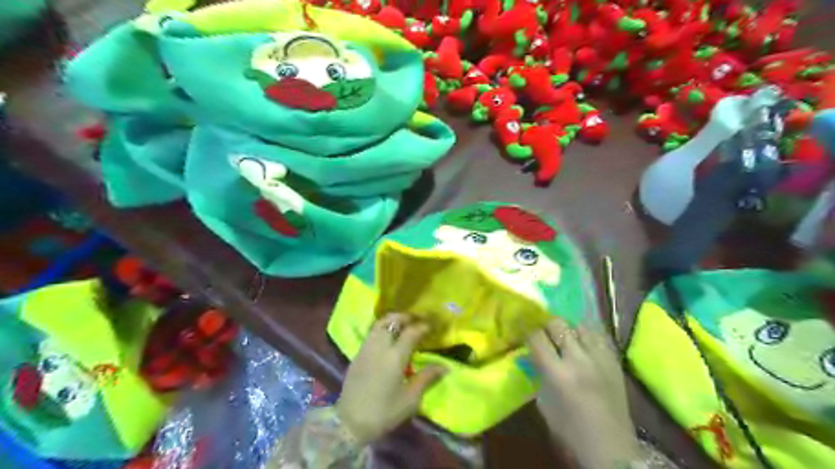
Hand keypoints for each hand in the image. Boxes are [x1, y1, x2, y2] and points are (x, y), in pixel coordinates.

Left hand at [334, 314, 447, 445]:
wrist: (350, 422)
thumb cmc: (384, 412)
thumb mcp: (410, 399)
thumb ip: (427, 378)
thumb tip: (445, 366)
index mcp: (395, 356)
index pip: (411, 332)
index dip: (422, 326)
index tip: (431, 325)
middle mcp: (379, 346)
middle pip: (392, 320)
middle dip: (406, 316)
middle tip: (417, 319)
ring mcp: (366, 348)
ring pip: (379, 323)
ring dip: (393, 320)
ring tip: (404, 324)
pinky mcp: (357, 354)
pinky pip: (371, 332)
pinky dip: (382, 328)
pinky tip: (389, 336)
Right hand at [527, 319, 640, 468]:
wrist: (612, 451)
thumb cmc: (570, 432)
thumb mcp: (544, 404)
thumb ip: (539, 374)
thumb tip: (532, 355)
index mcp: (558, 374)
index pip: (537, 337)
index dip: (526, 328)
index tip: (520, 325)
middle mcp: (579, 360)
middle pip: (558, 324)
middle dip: (546, 324)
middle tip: (541, 329)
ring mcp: (600, 358)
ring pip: (580, 325)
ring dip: (568, 328)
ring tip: (563, 334)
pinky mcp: (615, 361)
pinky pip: (598, 336)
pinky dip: (586, 334)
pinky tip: (582, 340)